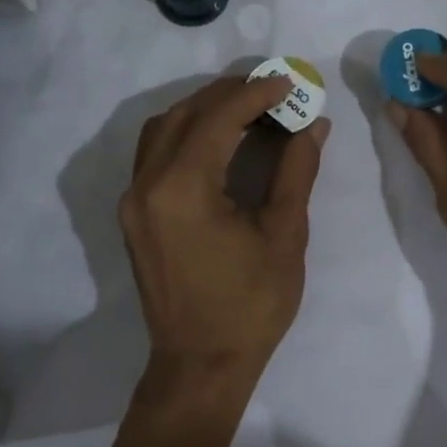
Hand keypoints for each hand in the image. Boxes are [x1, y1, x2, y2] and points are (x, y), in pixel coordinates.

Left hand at [121, 74, 330, 393]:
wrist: (200, 365)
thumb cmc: (250, 305)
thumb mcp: (284, 234)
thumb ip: (296, 170)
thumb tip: (313, 124)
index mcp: (182, 188)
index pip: (218, 117)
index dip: (256, 93)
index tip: (290, 82)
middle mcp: (146, 184)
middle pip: (185, 114)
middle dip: (230, 94)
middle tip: (273, 90)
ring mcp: (133, 200)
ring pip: (162, 129)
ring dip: (203, 110)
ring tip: (248, 110)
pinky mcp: (133, 215)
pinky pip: (154, 155)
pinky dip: (185, 135)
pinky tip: (218, 141)